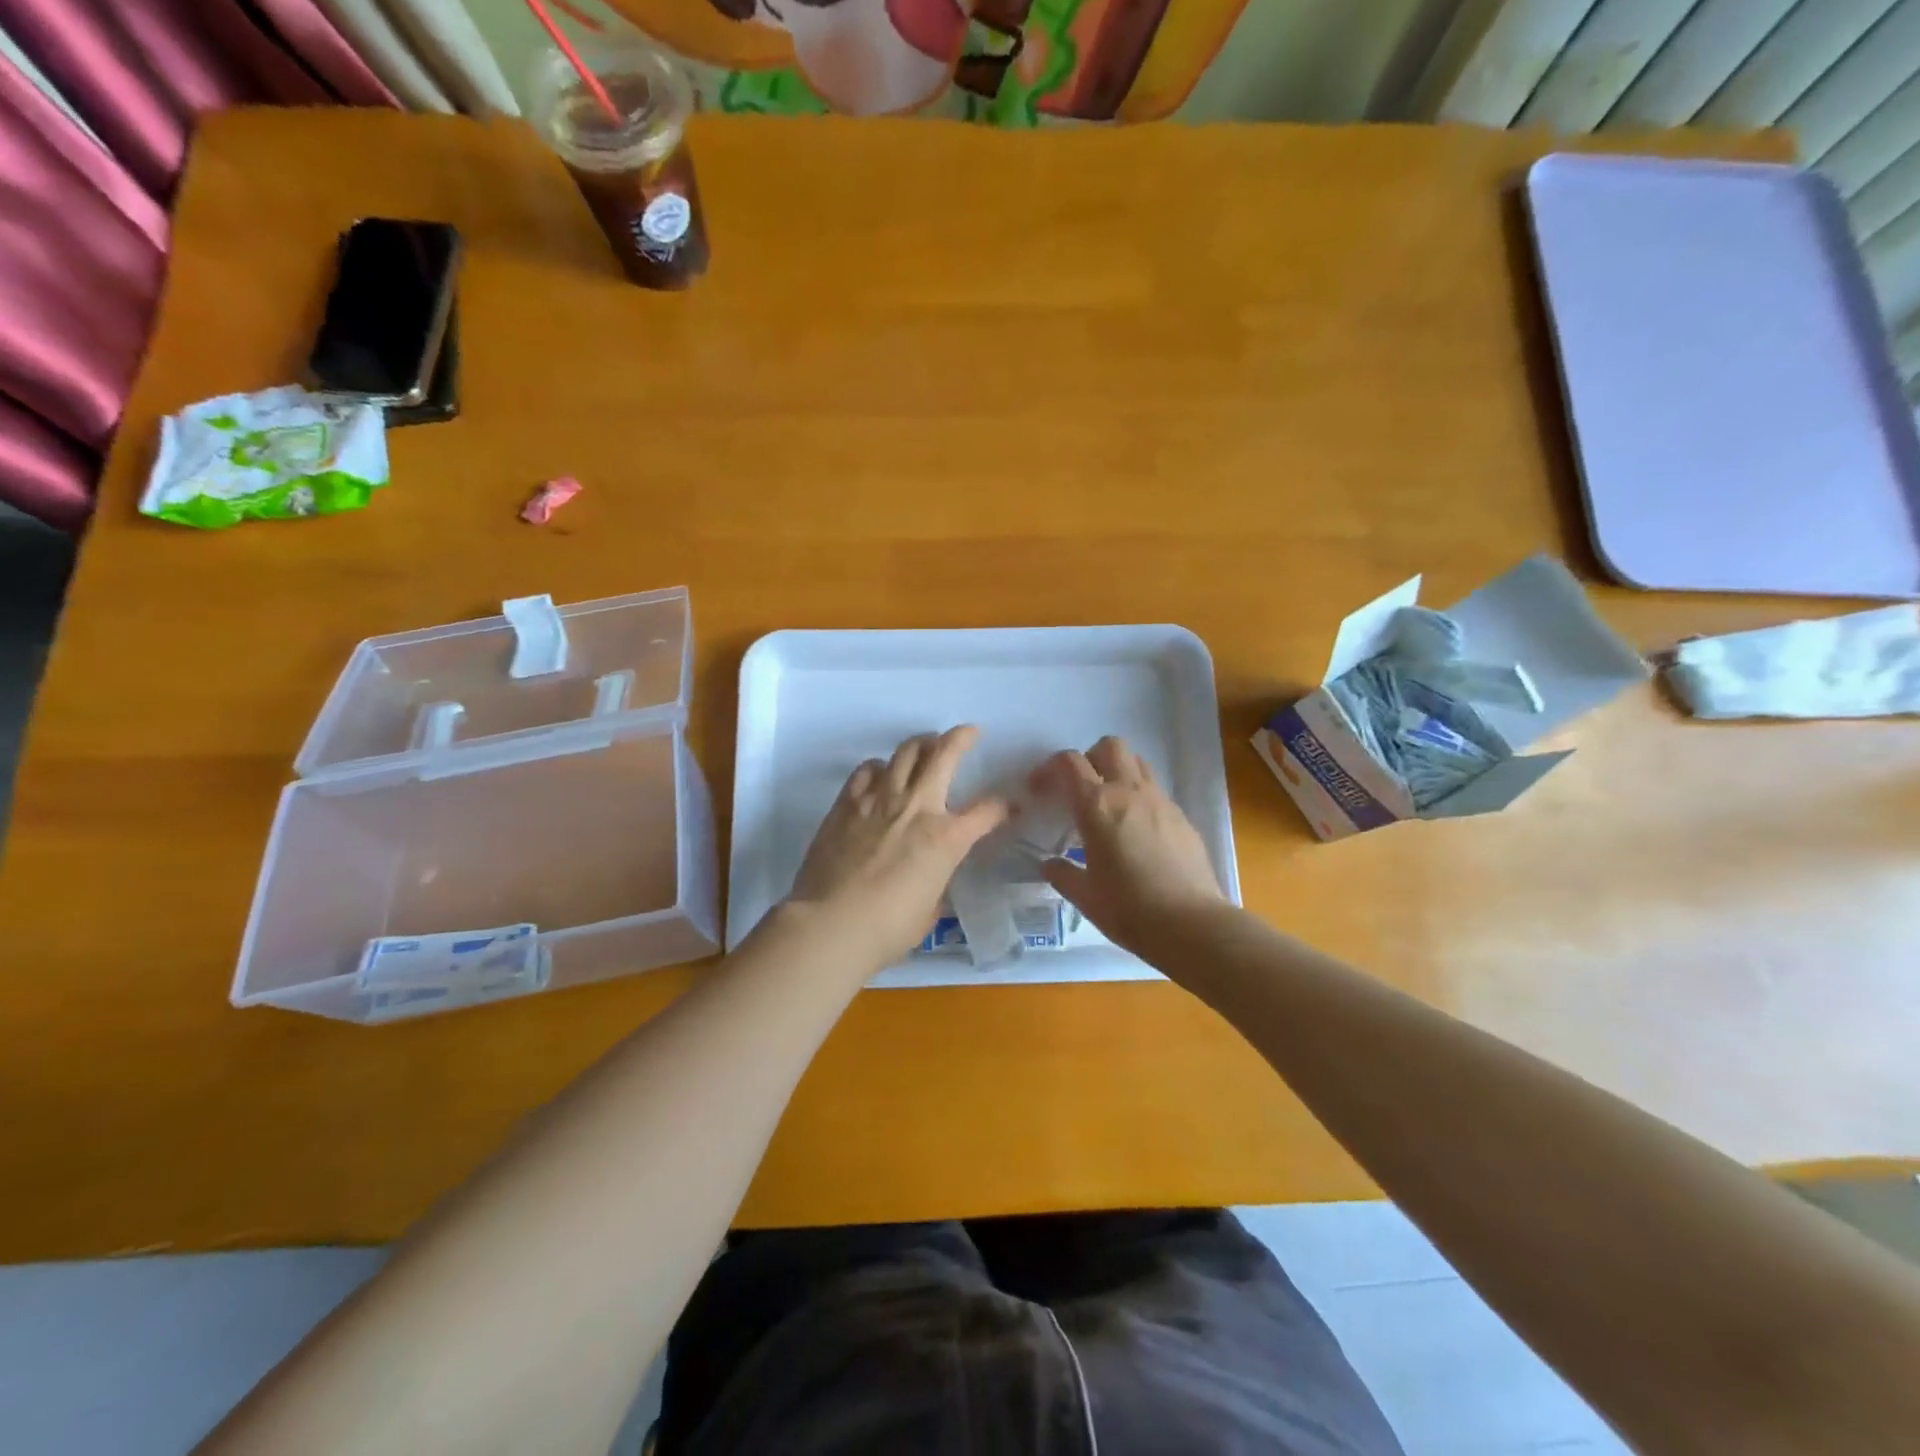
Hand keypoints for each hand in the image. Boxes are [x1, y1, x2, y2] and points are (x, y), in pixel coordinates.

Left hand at [789, 725, 1010, 973]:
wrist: (830, 924)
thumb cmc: (887, 929)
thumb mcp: (929, 910)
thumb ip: (936, 882)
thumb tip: (930, 873)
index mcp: (946, 838)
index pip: (987, 811)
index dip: (1003, 807)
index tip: (1009, 806)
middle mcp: (917, 807)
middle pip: (944, 754)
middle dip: (961, 738)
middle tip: (968, 733)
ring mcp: (879, 800)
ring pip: (905, 752)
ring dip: (921, 744)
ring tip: (926, 746)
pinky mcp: (847, 803)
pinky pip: (867, 769)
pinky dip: (880, 767)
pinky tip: (881, 774)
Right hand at [1030, 736, 1224, 956]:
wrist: (1192, 925)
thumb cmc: (1129, 910)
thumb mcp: (1085, 897)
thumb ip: (1062, 874)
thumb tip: (1050, 865)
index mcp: (1097, 806)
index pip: (1069, 763)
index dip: (1049, 768)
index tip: (1040, 789)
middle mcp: (1129, 792)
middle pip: (1109, 746)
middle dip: (1090, 759)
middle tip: (1080, 789)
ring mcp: (1161, 801)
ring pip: (1137, 763)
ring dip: (1118, 772)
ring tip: (1109, 805)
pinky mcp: (1182, 817)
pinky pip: (1156, 791)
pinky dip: (1140, 798)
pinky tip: (1137, 832)